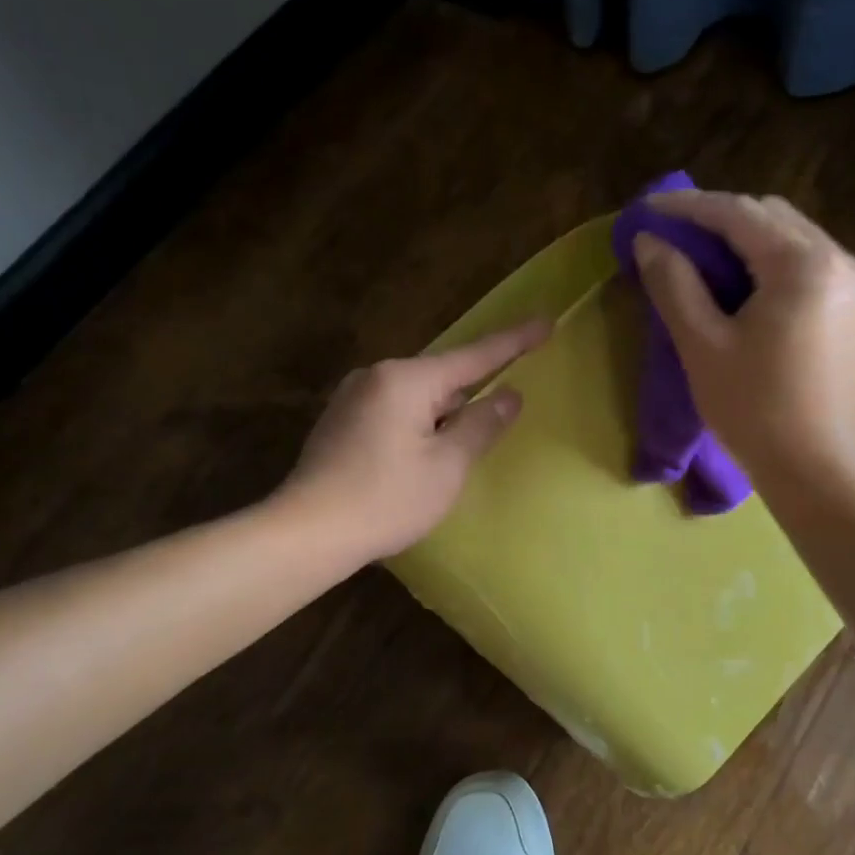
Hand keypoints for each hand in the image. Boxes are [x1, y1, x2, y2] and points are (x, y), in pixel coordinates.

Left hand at [284, 319, 550, 559]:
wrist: (307, 532)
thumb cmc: (386, 500)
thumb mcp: (447, 466)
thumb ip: (482, 425)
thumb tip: (509, 395)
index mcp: (407, 380)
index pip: (473, 356)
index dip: (514, 342)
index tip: (546, 323)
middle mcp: (377, 376)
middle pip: (443, 376)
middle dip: (474, 390)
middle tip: (505, 407)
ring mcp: (354, 398)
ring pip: (418, 396)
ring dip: (446, 413)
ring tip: (461, 446)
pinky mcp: (342, 422)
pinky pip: (396, 411)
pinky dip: (421, 424)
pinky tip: (425, 454)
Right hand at [635, 191, 854, 482]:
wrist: (818, 470)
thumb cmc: (755, 411)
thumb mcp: (703, 346)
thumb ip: (674, 285)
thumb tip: (650, 243)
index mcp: (803, 264)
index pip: (738, 213)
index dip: (687, 208)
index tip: (646, 211)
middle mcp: (839, 259)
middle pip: (771, 216)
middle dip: (719, 220)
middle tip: (674, 239)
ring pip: (793, 238)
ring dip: (747, 241)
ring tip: (704, 262)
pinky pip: (810, 265)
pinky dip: (773, 264)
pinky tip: (746, 289)